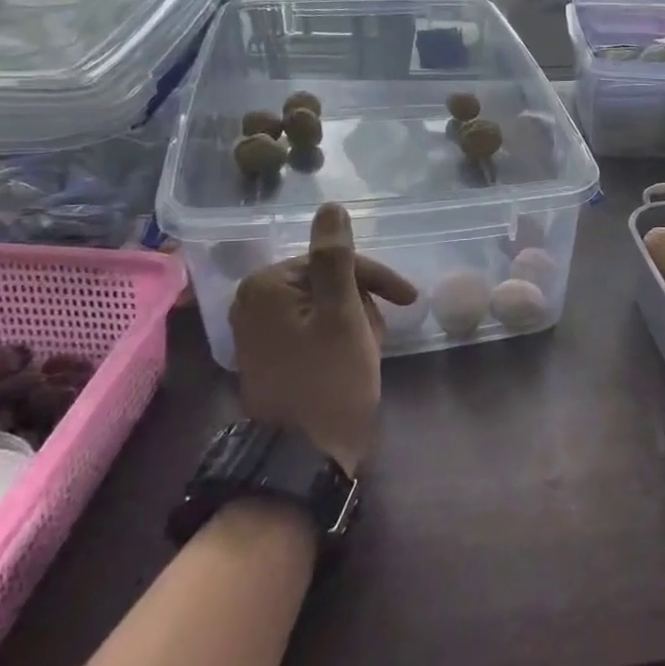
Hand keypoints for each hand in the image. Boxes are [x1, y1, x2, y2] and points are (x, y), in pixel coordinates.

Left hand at [227, 203, 417, 474]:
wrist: (303, 458)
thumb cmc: (330, 381)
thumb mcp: (343, 314)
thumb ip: (337, 258)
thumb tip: (331, 207)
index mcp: (267, 285)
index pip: (335, 261)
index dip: (375, 279)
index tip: (409, 300)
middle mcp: (255, 301)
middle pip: (329, 282)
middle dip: (362, 306)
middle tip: (376, 338)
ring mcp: (260, 330)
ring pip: (326, 306)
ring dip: (355, 323)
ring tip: (367, 353)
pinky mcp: (271, 354)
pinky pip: (314, 328)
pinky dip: (339, 338)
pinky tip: (354, 359)